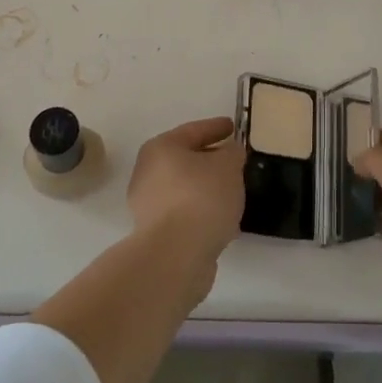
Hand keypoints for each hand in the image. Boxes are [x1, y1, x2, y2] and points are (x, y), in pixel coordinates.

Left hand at [127, 117, 246, 271]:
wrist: (176, 255)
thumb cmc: (201, 197)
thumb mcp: (228, 165)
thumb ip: (232, 152)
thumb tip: (229, 152)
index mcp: (161, 148)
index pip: (194, 130)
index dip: (216, 127)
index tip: (233, 126)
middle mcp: (147, 173)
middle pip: (185, 160)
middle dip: (209, 160)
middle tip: (233, 161)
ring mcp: (147, 206)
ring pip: (184, 189)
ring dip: (206, 189)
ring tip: (232, 193)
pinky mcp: (155, 234)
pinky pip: (184, 214)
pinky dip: (201, 212)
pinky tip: (222, 220)